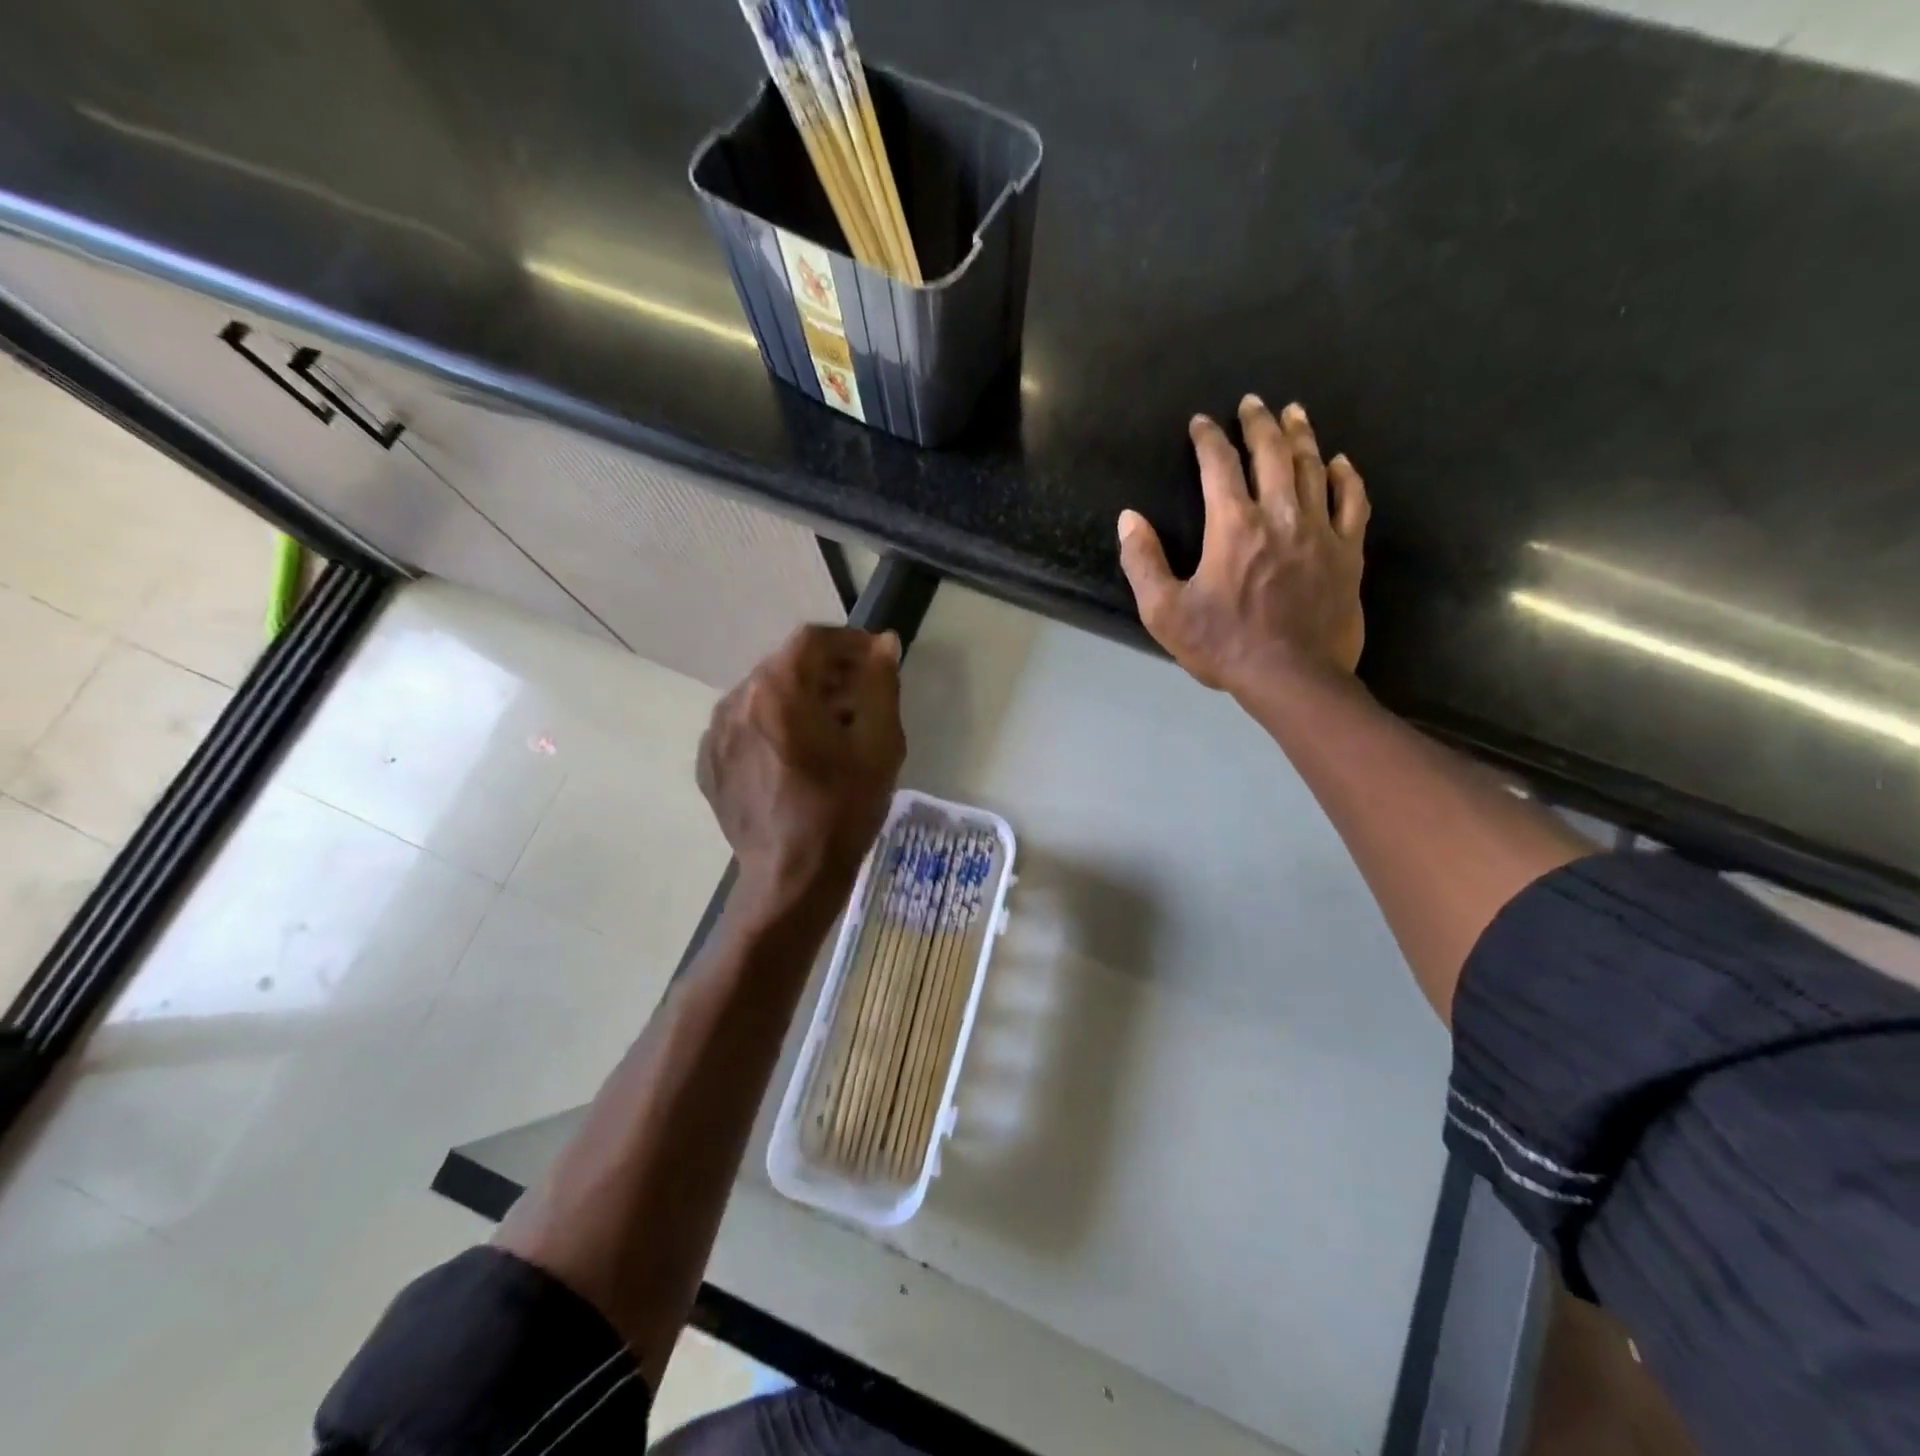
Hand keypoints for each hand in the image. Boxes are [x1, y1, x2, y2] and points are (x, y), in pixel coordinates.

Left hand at [697, 625, 905, 906]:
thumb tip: (883, 643)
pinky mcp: (709, 762)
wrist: (791, 878)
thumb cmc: (842, 809)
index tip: (876, 661)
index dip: (849, 642)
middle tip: (860, 699)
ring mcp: (715, 732)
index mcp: (777, 688)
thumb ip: (880, 684)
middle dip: (827, 672)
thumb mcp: (879, 744)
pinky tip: (796, 758)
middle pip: (786, 665)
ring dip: (799, 699)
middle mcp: (737, 699)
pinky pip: (745, 726)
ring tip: (830, 732)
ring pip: (763, 695)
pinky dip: (773, 727)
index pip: (812, 639)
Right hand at [1117, 396, 1369, 694]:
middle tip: (1253, 402)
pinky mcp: (1348, 553)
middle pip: (1271, 454)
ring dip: (1300, 437)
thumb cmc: (1224, 645)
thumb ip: (1142, 562)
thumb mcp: (1165, 612)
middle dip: (1259, 423)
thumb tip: (1129, 519)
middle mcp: (1279, 515)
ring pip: (1312, 468)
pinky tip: (1340, 462)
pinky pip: (1352, 502)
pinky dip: (1345, 478)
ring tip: (1294, 413)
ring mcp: (1320, 531)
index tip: (1201, 423)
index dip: (1208, 439)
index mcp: (1233, 526)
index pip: (1218, 466)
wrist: (1293, 678)